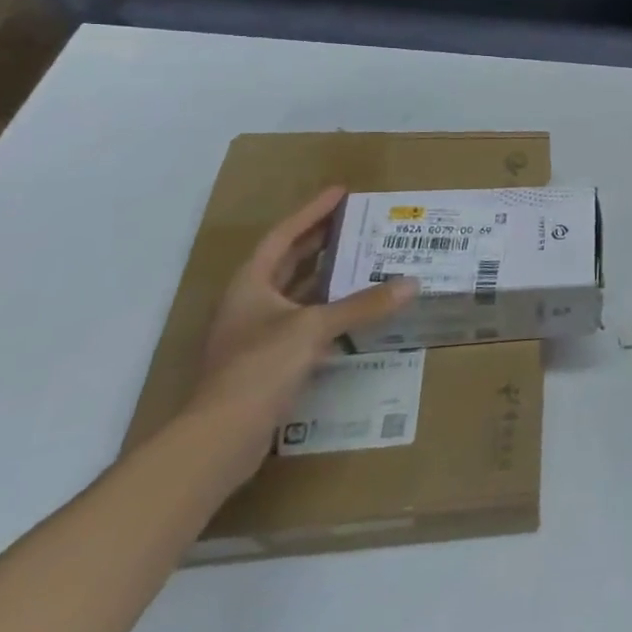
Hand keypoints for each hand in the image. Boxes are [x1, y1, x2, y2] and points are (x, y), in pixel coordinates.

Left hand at [181, 186, 415, 481]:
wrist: (220, 438)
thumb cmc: (259, 368)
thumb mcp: (314, 328)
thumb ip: (363, 305)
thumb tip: (411, 283)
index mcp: (250, 285)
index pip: (283, 236)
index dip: (312, 212)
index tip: (341, 193)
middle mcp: (250, 305)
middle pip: (288, 263)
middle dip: (321, 242)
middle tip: (357, 224)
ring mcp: (256, 336)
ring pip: (297, 295)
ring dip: (327, 279)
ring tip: (364, 262)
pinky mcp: (267, 364)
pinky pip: (305, 325)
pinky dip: (330, 314)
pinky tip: (356, 315)